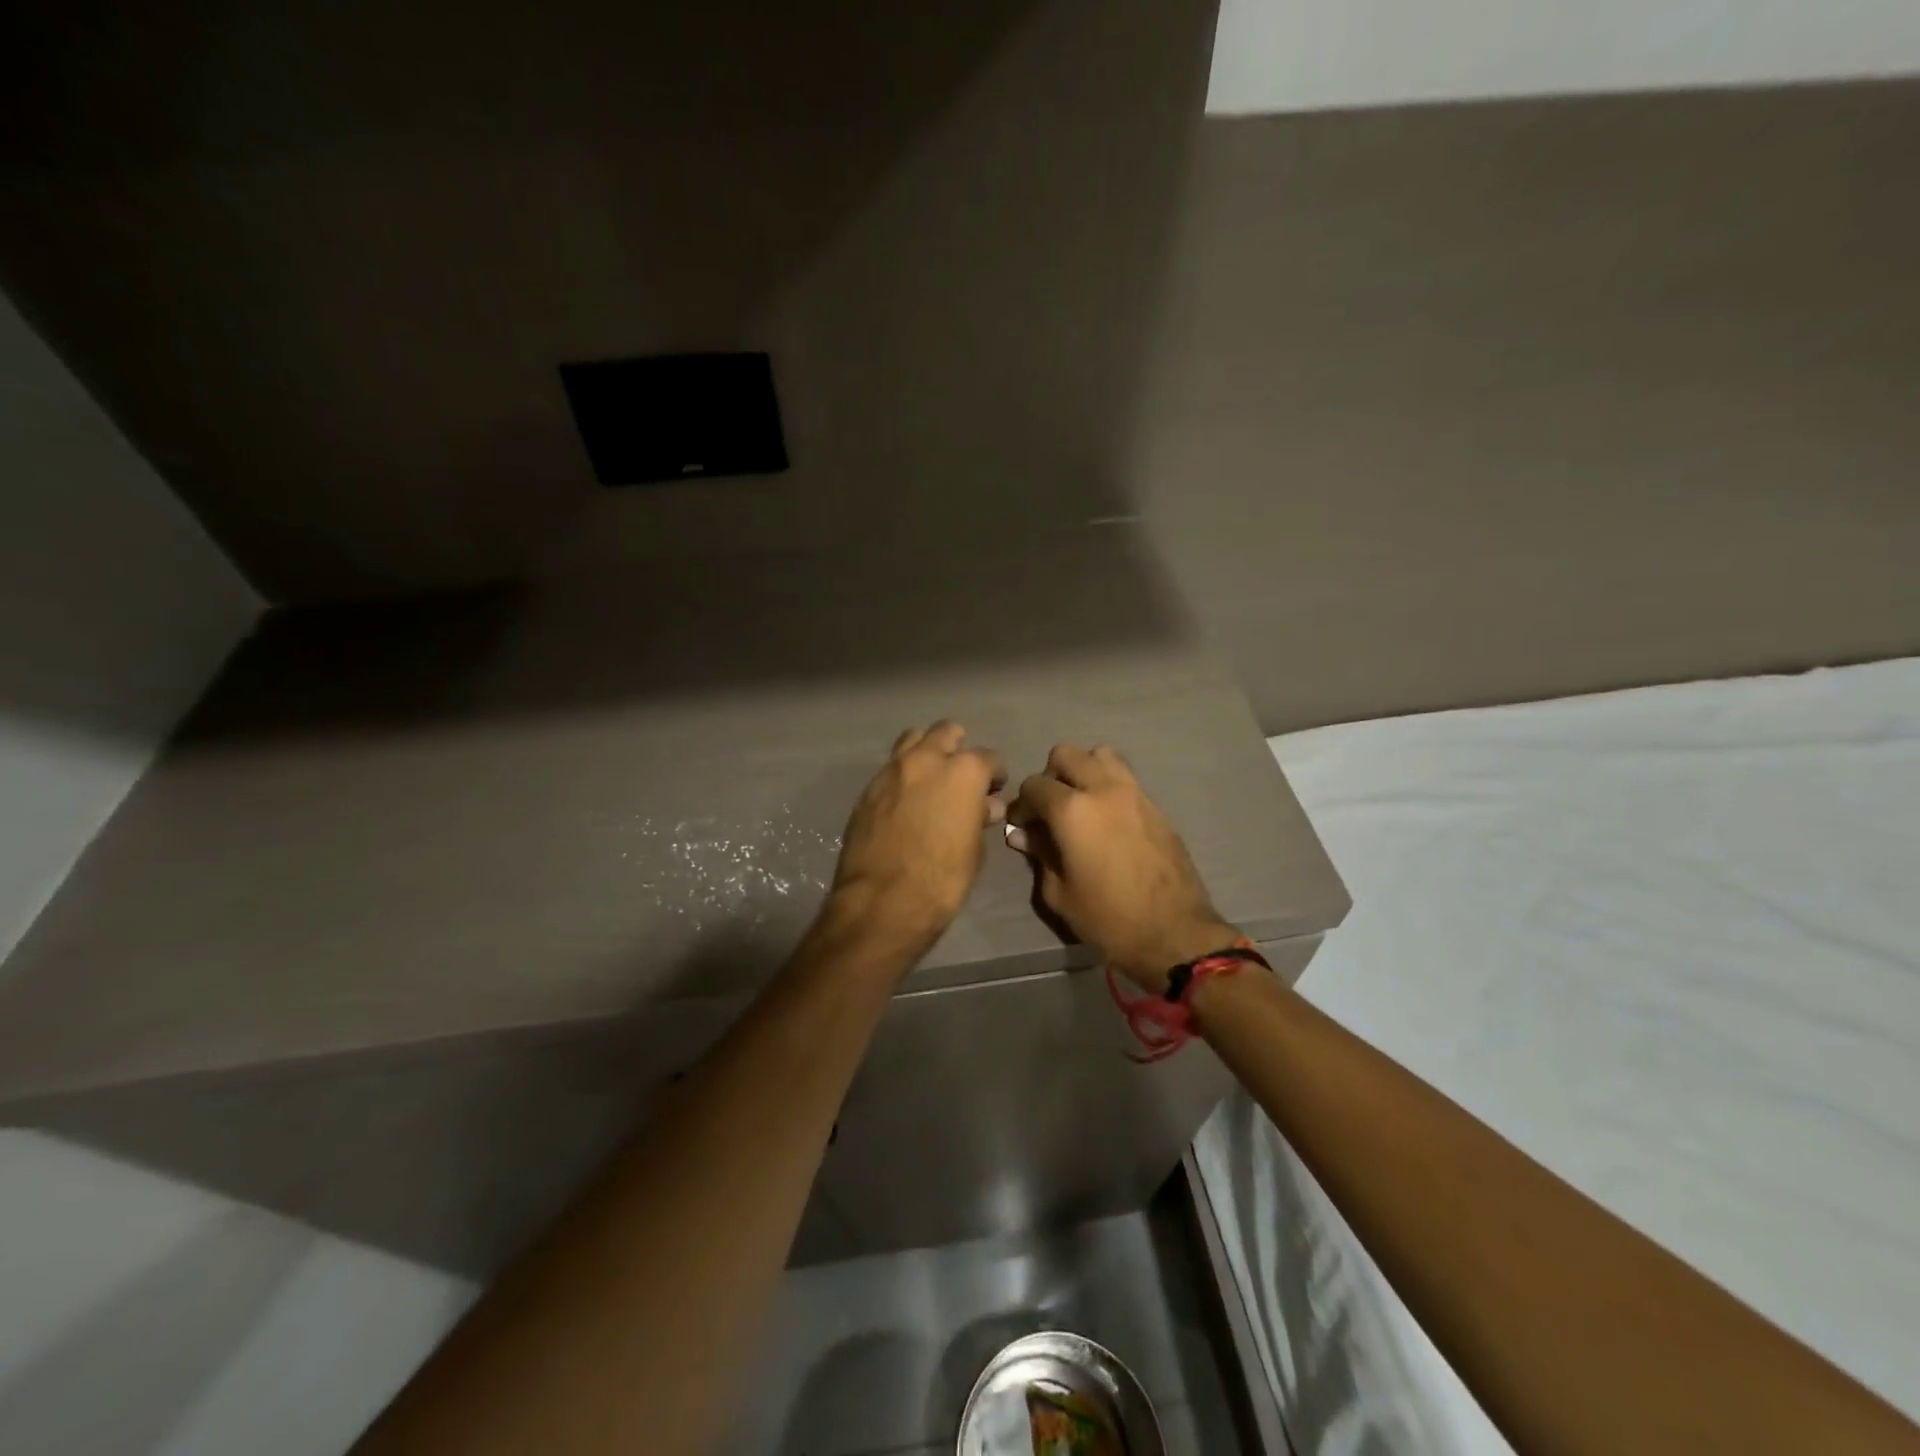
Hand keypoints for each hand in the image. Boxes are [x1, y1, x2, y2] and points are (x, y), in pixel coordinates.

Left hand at [830, 722, 1007, 949]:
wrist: (882, 901)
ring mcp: (892, 770)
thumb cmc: (942, 879)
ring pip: (912, 739)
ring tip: (930, 780)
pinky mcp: (867, 789)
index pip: (989, 758)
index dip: (994, 775)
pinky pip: (890, 769)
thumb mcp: (974, 850)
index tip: (993, 790)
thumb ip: (978, 818)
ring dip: (925, 751)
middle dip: (957, 748)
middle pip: (946, 732)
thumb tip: (983, 807)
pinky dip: (902, 777)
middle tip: (960, 776)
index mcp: (963, 771)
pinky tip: (905, 802)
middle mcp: (927, 759)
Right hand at [1007, 744, 1236, 991]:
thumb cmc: (1108, 919)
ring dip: (1086, 770)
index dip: (1023, 805)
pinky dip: (1111, 786)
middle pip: (1066, 754)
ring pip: (1102, 755)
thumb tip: (1024, 835)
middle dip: (1051, 776)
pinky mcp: (1156, 806)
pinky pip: (1126, 778)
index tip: (1024, 827)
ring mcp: (1134, 793)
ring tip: (1083, 803)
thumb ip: (1040, 854)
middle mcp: (1103, 789)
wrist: (1174, 933)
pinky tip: (1109, 820)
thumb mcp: (1059, 893)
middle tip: (1052, 809)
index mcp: (1072, 810)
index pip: (1034, 785)